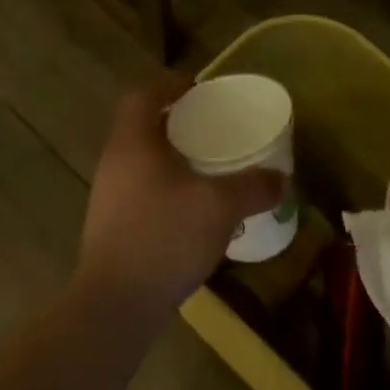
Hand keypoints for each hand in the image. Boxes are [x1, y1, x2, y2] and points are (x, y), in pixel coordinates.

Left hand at [78, 77, 283, 319]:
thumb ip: (254, 187)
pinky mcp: (112, 226)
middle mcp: (115, 163)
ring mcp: (108, 197)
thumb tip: (281, 179)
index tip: (199, 88)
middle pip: (143, 126)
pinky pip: (142, 190)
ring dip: (172, 157)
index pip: (144, 96)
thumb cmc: (165, 237)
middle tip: (213, 127)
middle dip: (177, 122)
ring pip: (142, 161)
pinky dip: (167, 187)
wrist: (116, 305)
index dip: (170, 84)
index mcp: (134, 143)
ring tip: (208, 168)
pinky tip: (194, 210)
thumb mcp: (221, 206)